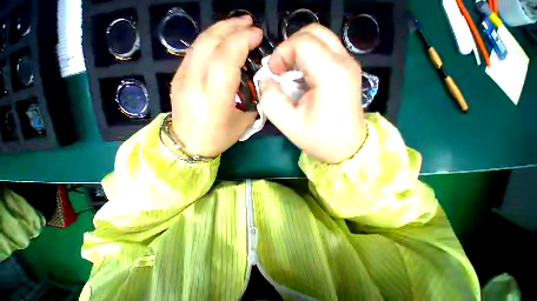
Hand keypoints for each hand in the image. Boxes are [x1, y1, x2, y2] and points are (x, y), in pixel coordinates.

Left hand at [170, 16, 261, 157]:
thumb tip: (257, 82)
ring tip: (236, 26)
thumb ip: (252, 100)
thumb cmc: (218, 137)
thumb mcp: (243, 122)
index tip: (257, 35)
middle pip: (210, 42)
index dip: (242, 41)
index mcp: (214, 98)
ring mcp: (182, 77)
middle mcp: (194, 83)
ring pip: (200, 42)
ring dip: (220, 30)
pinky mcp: (177, 76)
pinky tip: (221, 41)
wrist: (187, 144)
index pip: (226, 58)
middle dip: (232, 28)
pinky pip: (195, 51)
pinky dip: (211, 40)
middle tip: (248, 23)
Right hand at [259, 24, 366, 163]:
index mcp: (331, 74)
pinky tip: (302, 79)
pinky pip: (325, 51)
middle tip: (280, 70)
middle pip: (314, 33)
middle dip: (290, 47)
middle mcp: (344, 63)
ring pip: (320, 39)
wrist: (346, 148)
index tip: (273, 73)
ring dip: (299, 52)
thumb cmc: (318, 139)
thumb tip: (267, 81)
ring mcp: (349, 65)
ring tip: (290, 74)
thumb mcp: (288, 124)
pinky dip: (309, 58)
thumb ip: (271, 100)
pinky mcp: (347, 71)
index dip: (282, 53)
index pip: (303, 43)